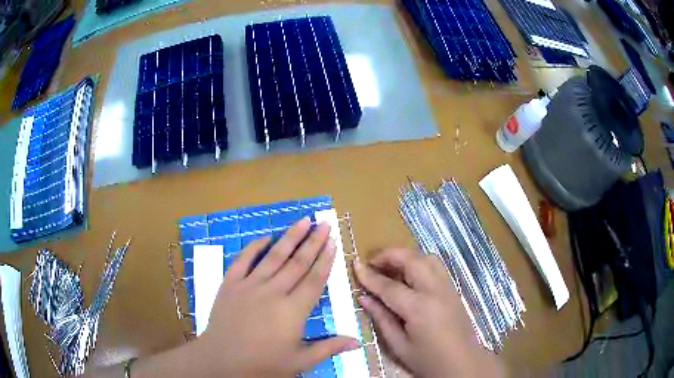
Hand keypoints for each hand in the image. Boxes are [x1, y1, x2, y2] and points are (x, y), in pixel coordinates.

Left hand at [195, 218, 359, 376]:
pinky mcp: (230, 284)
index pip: (315, 279)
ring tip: (303, 221)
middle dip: (313, 241)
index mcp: (293, 310)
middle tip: (323, 223)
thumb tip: (358, 342)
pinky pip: (243, 260)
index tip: (333, 242)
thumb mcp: (300, 361)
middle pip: (297, 263)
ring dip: (290, 237)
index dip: (326, 259)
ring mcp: (250, 285)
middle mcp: (274, 292)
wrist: (222, 361)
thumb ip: (329, 348)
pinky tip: (266, 237)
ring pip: (274, 256)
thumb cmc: (263, 364)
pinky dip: (255, 247)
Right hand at [354, 248, 503, 377]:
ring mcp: (447, 287)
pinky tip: (409, 275)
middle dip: (389, 255)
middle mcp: (435, 291)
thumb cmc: (427, 359)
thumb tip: (364, 298)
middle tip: (372, 262)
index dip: (370, 276)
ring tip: (390, 267)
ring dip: (406, 256)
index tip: (355, 265)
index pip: (389, 286)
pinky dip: (419, 262)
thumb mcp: (399, 345)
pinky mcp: (453, 289)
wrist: (462, 362)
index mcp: (419, 309)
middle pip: (412, 259)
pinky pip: (435, 266)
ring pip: (426, 257)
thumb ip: (381, 318)